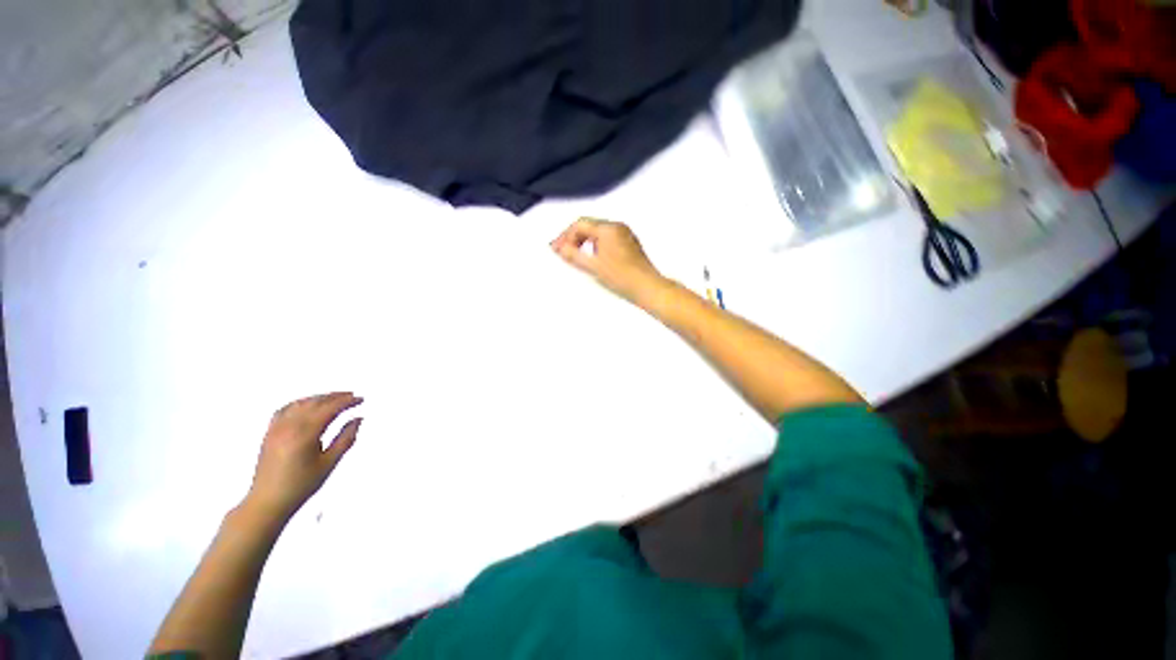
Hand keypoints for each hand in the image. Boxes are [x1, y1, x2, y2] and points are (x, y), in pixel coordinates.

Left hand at [244, 392, 362, 520]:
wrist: (267, 502)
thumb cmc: (301, 485)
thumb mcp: (329, 463)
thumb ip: (345, 439)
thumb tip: (358, 419)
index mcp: (305, 433)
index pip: (330, 409)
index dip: (347, 402)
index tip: (361, 400)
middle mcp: (289, 426)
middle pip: (315, 402)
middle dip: (335, 397)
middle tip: (352, 396)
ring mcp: (276, 428)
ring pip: (300, 403)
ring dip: (319, 398)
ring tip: (334, 398)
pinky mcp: (269, 433)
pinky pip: (285, 409)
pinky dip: (300, 403)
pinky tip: (307, 405)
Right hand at [551, 218, 664, 303]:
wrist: (647, 287)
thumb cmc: (622, 277)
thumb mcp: (593, 267)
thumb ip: (573, 255)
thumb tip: (559, 248)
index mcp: (608, 228)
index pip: (580, 224)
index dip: (565, 236)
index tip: (556, 249)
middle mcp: (618, 227)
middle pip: (589, 226)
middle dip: (574, 238)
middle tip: (563, 252)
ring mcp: (625, 234)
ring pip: (598, 233)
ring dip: (584, 242)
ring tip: (575, 256)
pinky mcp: (629, 244)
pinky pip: (607, 239)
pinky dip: (596, 246)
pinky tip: (592, 258)